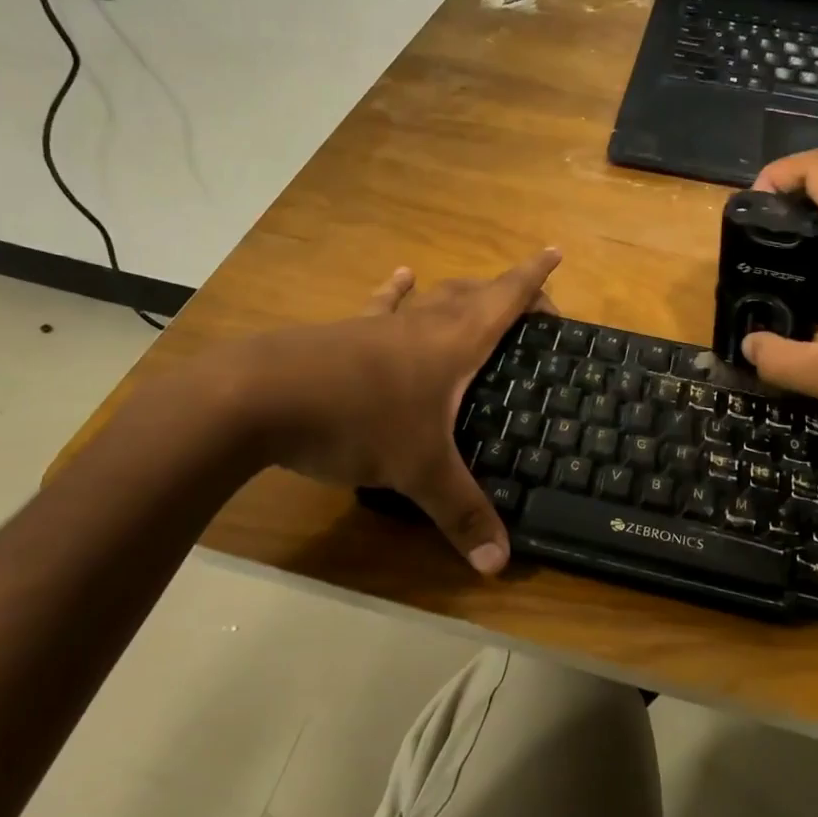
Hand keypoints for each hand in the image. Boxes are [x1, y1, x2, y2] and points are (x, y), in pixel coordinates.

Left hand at [220, 250, 561, 574]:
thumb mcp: (418, 471)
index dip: (535, 276)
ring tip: (478, 295)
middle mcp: (424, 323)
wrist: (261, 397)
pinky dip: (399, 293)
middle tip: (532, 311)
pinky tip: (401, 278)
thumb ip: (461, 514)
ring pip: (433, 297)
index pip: (507, 298)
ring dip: (461, 294)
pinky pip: (384, 307)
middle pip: (475, 293)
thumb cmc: (358, 421)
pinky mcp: (348, 334)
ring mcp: (382, 325)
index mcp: (455, 341)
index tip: (556, 252)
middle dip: (508, 292)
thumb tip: (500, 564)